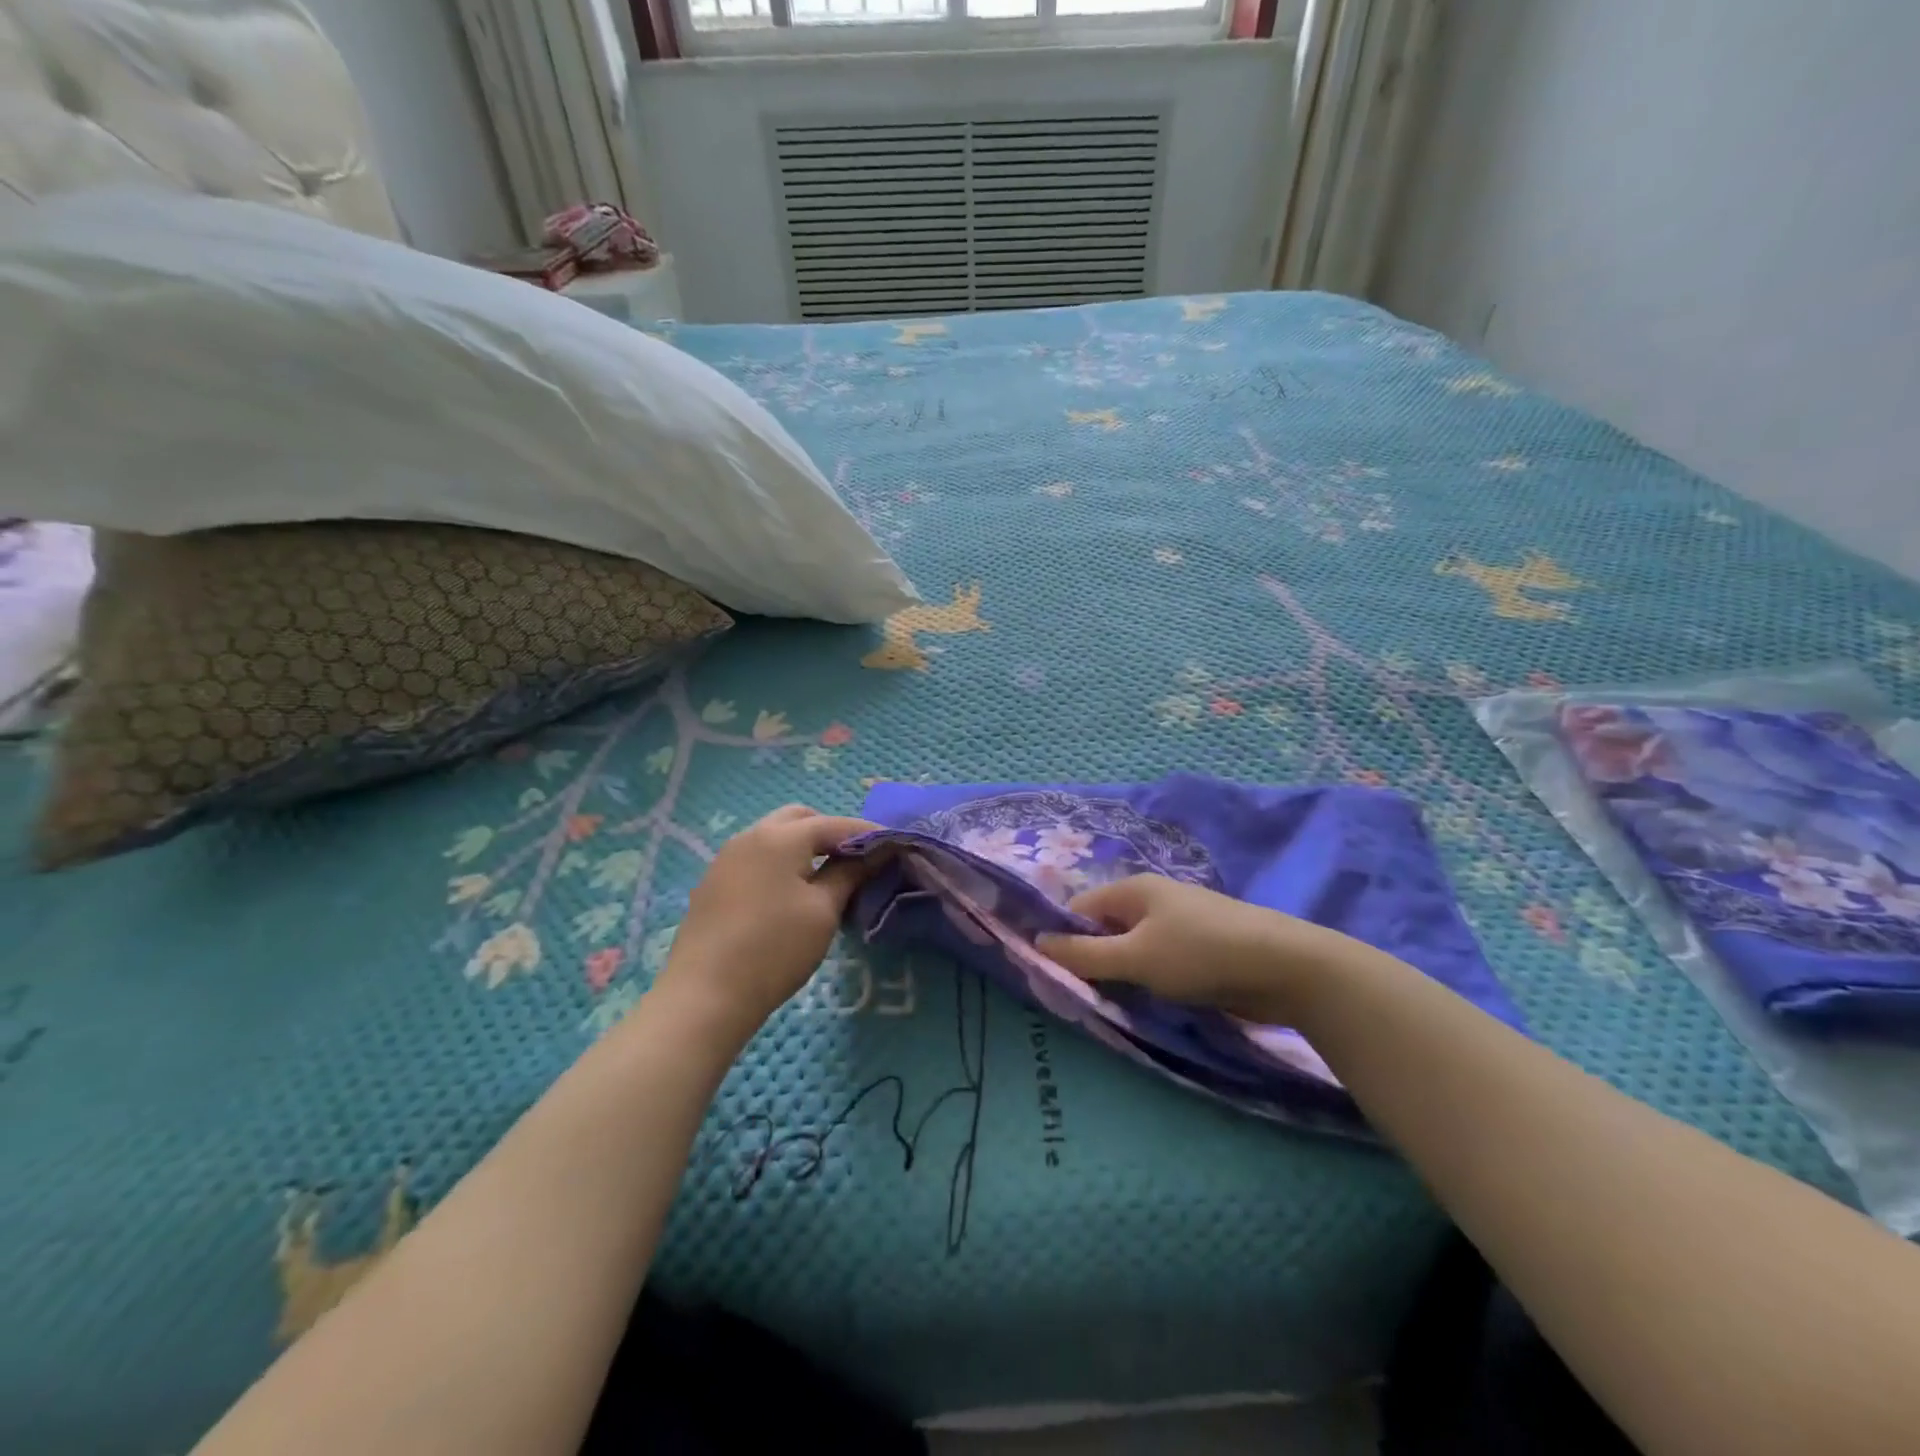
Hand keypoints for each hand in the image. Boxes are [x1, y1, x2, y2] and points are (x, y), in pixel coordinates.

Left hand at [655, 805, 877, 1042]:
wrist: (704, 996)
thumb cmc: (774, 949)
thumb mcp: (823, 911)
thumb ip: (849, 874)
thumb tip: (873, 853)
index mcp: (780, 837)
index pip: (835, 824)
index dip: (869, 833)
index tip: (895, 845)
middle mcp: (750, 836)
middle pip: (799, 819)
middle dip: (831, 832)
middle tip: (856, 860)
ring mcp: (726, 858)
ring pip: (774, 837)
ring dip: (804, 847)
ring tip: (827, 878)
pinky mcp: (714, 884)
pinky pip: (757, 858)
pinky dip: (781, 864)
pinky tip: (790, 895)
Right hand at [1035, 875, 1350, 1024]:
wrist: (1285, 967)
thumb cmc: (1200, 955)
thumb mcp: (1135, 957)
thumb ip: (1084, 954)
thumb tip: (1036, 942)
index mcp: (1133, 889)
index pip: (1079, 909)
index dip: (1061, 938)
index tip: (1050, 975)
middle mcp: (1153, 899)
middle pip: (1105, 928)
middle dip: (1091, 959)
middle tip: (1080, 996)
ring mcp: (1179, 923)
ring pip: (1132, 947)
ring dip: (1120, 973)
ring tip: (1111, 1003)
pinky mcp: (1200, 948)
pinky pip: (1158, 960)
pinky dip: (1147, 978)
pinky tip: (1146, 1001)